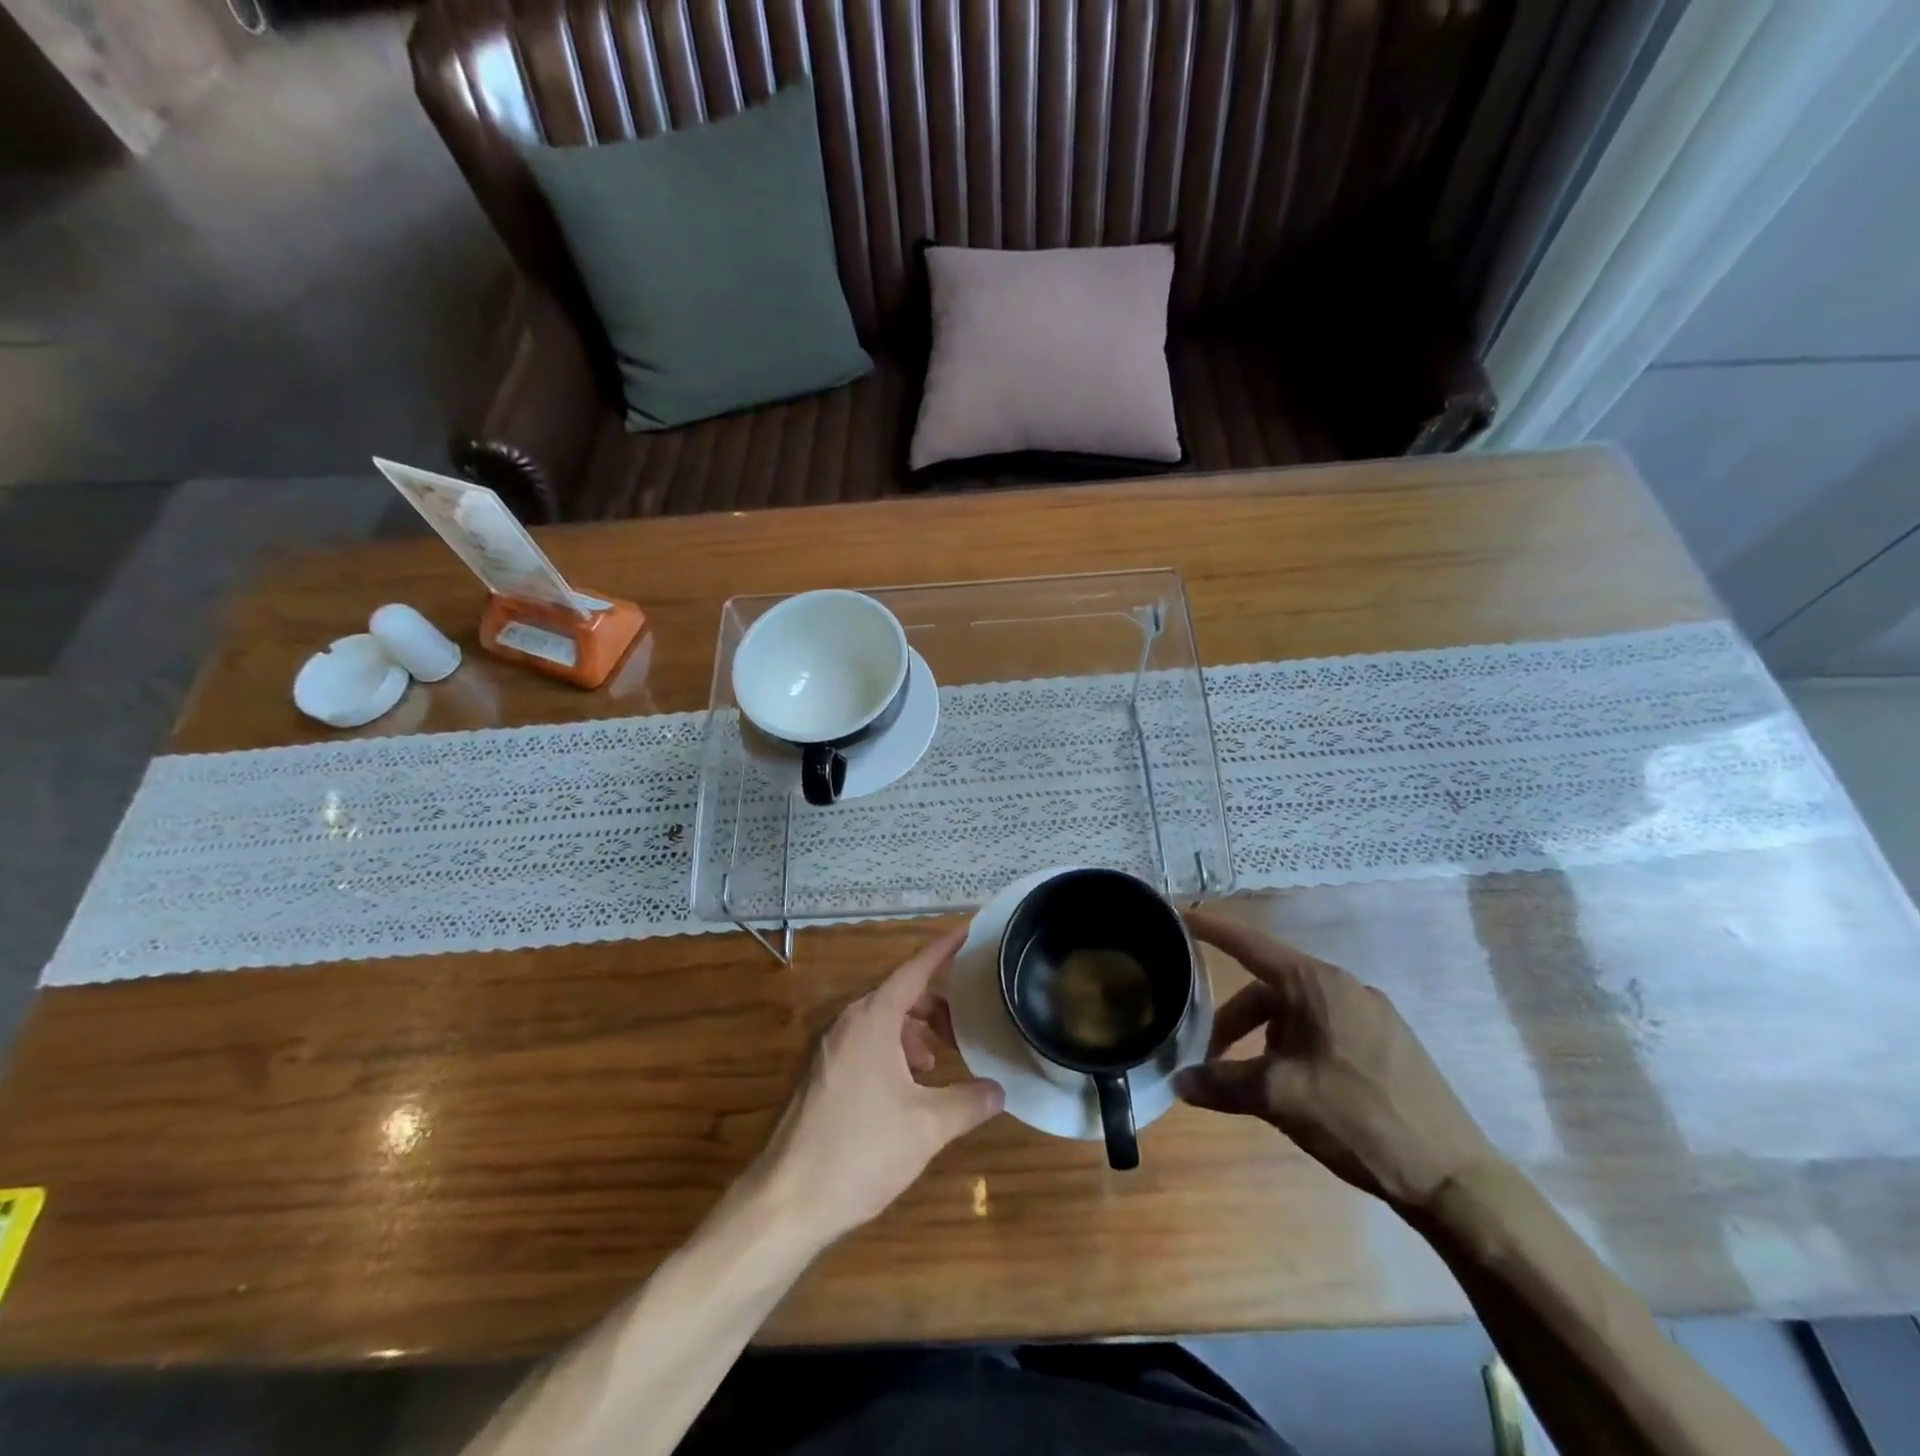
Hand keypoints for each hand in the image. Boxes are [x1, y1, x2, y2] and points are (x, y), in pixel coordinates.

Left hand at [751, 928, 1004, 1248]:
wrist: (786, 1201)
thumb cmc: (860, 1151)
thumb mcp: (927, 1127)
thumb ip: (968, 1103)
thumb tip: (999, 1091)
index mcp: (872, 1020)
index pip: (914, 970)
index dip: (942, 951)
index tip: (966, 931)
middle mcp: (846, 1023)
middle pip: (898, 996)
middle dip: (933, 1006)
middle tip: (961, 1029)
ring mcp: (827, 1049)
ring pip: (880, 1023)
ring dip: (912, 1034)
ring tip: (934, 1068)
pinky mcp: (819, 1074)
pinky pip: (863, 1044)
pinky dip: (890, 1052)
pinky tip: (903, 1092)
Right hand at [1173, 910, 1499, 1210]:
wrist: (1453, 1177)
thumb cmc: (1358, 1118)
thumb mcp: (1280, 1097)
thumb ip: (1223, 1083)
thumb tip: (1179, 1082)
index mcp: (1316, 984)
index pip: (1250, 944)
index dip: (1212, 930)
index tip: (1179, 917)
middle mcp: (1344, 986)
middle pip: (1269, 990)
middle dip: (1234, 1021)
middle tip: (1211, 1059)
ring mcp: (1371, 1014)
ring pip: (1297, 1013)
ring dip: (1265, 1039)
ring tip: (1255, 1081)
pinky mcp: (1388, 1043)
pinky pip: (1325, 1029)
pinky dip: (1296, 1047)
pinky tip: (1297, 1087)